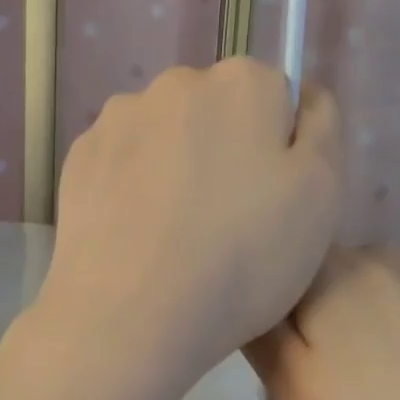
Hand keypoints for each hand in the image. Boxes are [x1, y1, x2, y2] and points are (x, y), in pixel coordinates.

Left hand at [29, 60, 343, 399]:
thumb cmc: (243, 260)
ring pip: (165, 138)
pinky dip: (133, 188)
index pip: (274, 100)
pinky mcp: (78, 159)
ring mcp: (118, 119)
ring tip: (174, 237)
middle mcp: (175, 83)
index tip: (269, 203)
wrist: (130, 317)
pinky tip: (136, 236)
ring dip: (175, 168)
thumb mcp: (322, 196)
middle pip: (216, 113)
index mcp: (243, 83)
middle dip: (225, 153)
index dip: (278, 153)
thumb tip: (299, 95)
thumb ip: (321, 128)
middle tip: (225, 225)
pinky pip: (122, 164)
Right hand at [246, 247, 399, 399]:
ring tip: (389, 396)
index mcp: (335, 271)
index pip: (278, 273)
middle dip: (320, 326)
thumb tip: (254, 298)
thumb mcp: (300, 397)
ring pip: (377, 298)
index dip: (272, 319)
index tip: (287, 370)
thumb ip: (262, 336)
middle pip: (327, 283)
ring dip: (369, 333)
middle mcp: (389, 256)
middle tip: (334, 392)